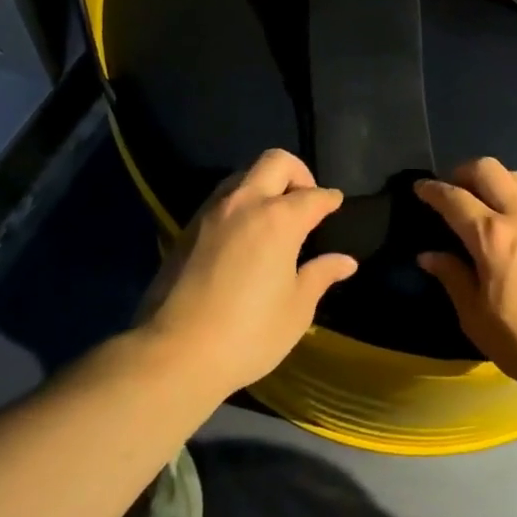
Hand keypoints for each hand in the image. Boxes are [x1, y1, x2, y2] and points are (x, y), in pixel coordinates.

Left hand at [142, 149, 355, 394]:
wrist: (172, 355)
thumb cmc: (247, 334)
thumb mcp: (296, 310)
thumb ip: (320, 276)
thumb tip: (345, 261)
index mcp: (279, 219)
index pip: (313, 196)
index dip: (330, 199)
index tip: (336, 204)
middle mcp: (245, 203)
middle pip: (275, 161)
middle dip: (298, 172)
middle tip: (305, 199)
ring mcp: (212, 213)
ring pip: (244, 175)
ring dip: (264, 183)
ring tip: (274, 214)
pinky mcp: (187, 228)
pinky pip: (221, 198)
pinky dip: (240, 202)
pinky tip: (244, 234)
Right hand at [415, 159, 516, 394]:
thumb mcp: (478, 320)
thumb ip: (453, 279)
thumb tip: (429, 255)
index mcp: (492, 236)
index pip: (454, 198)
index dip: (431, 190)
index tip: (419, 187)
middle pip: (486, 168)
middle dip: (461, 172)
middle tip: (450, 191)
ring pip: (513, 175)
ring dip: (490, 179)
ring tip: (480, 202)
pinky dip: (514, 192)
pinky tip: (511, 218)